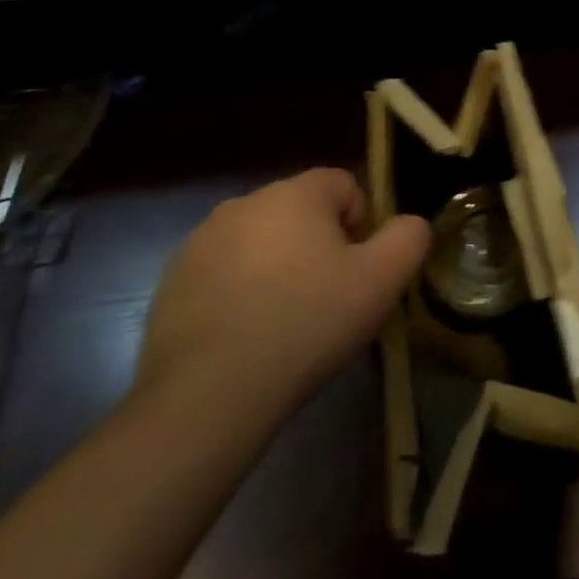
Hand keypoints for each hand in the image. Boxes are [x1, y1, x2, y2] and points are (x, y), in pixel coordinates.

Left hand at [135, 169, 429, 418]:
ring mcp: (199, 243)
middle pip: (300, 212)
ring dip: (280, 267)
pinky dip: (242, 292)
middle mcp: (242, 204)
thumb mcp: (383, 280)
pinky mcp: (170, 283)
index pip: (343, 184)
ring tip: (288, 319)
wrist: (209, 395)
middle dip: (320, 245)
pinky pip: (224, 273)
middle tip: (331, 295)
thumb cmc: (308, 323)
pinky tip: (249, 334)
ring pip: (261, 242)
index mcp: (293, 194)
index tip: (361, 269)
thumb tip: (408, 224)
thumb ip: (409, 237)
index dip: (363, 222)